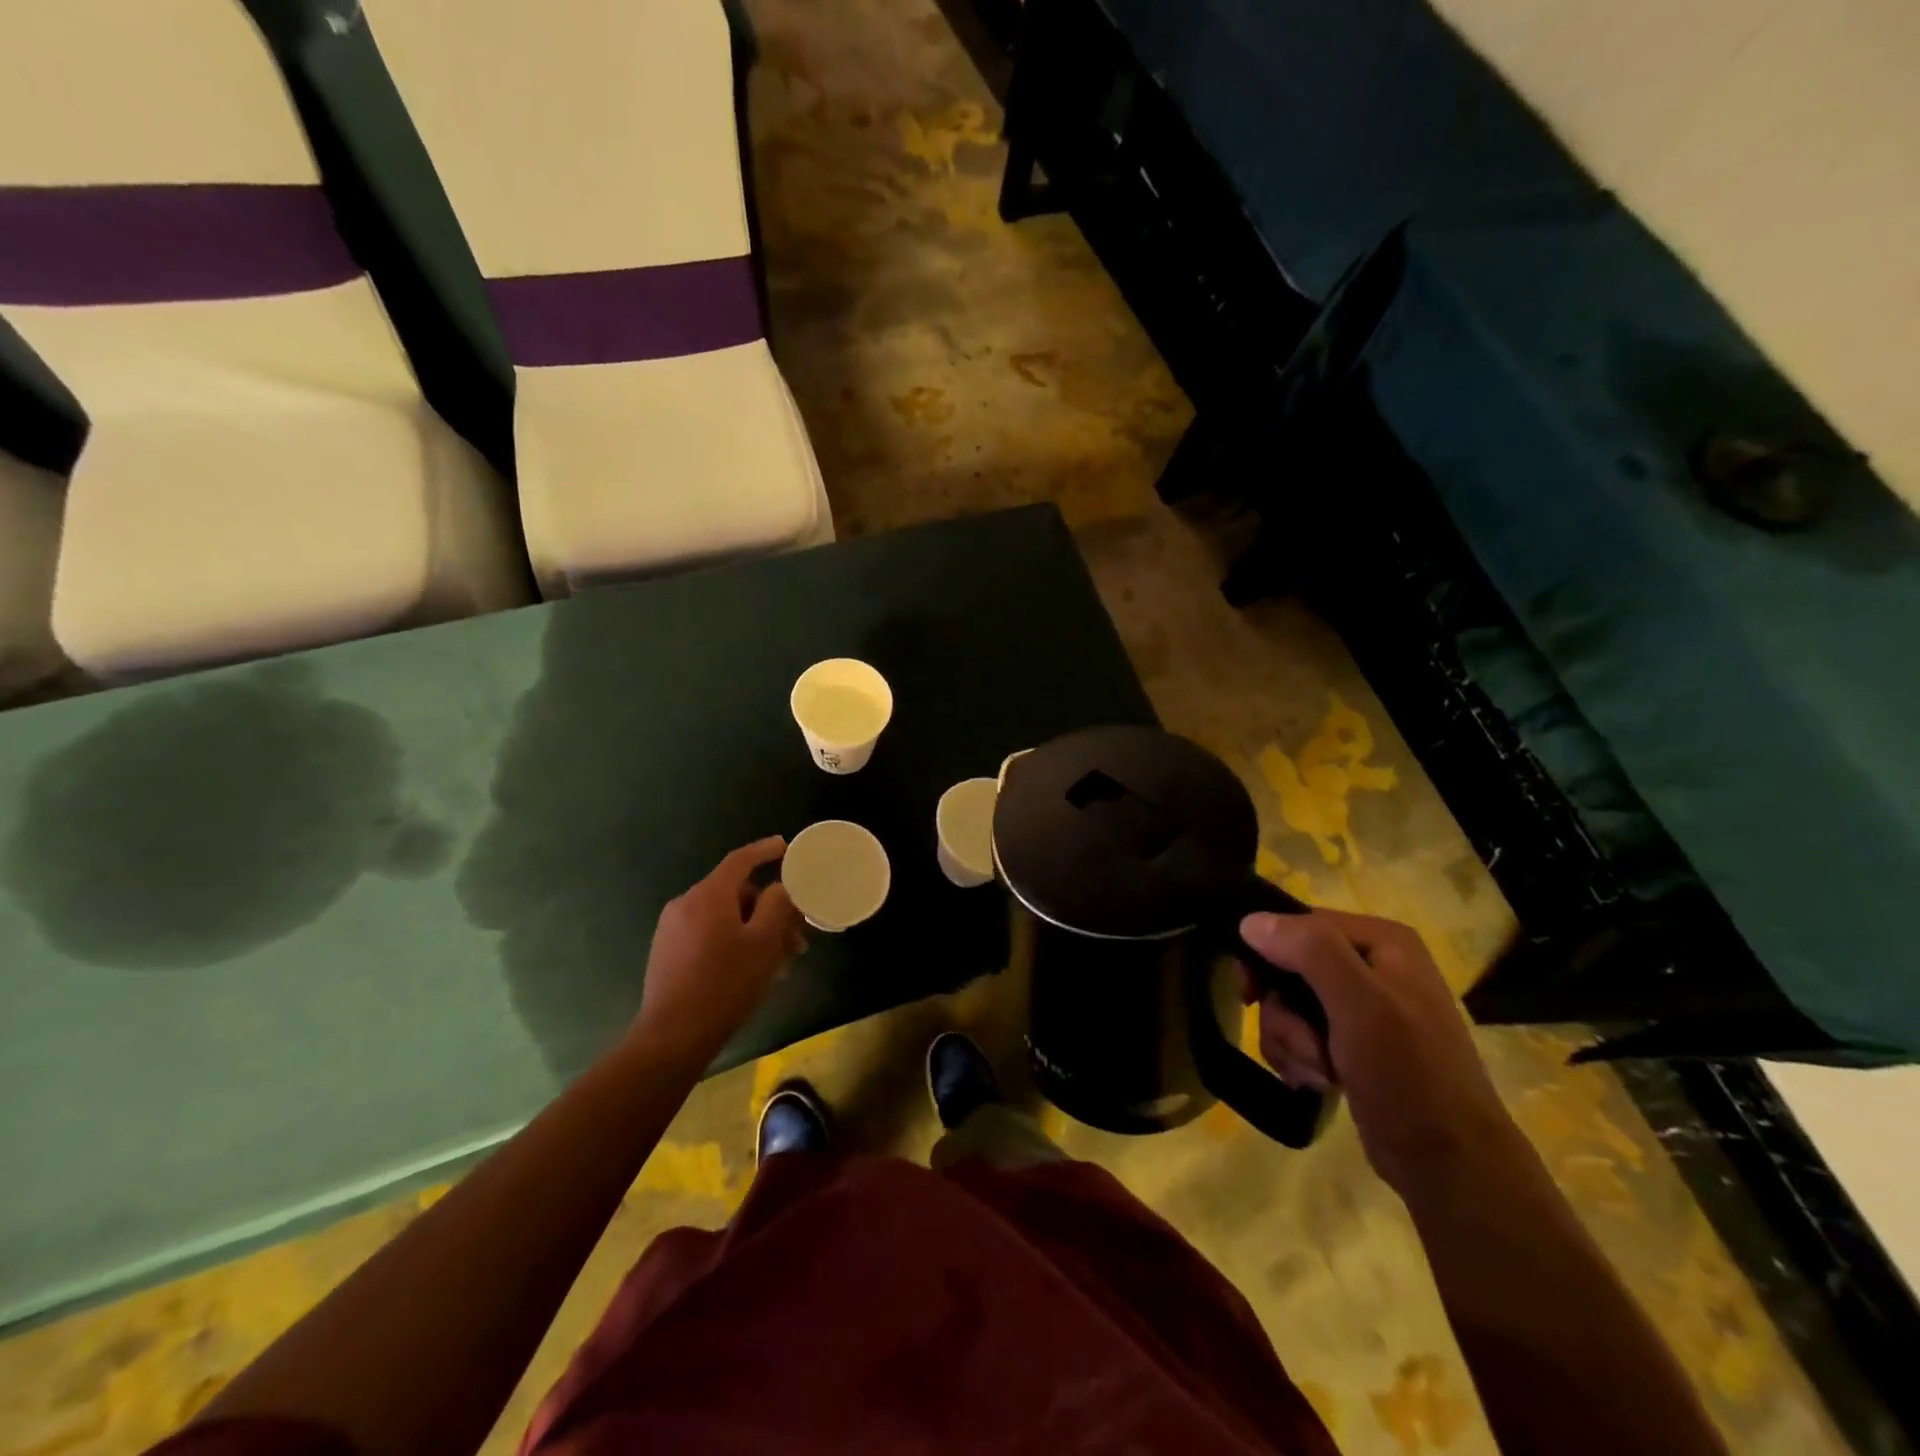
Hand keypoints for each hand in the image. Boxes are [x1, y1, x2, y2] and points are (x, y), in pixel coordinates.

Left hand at [632, 838, 806, 1067]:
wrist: (672, 1036)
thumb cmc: (725, 984)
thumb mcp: (764, 943)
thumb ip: (777, 906)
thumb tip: (780, 887)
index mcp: (708, 895)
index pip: (740, 860)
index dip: (765, 851)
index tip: (785, 846)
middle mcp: (685, 904)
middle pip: (735, 893)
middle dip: (768, 909)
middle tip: (796, 935)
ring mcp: (672, 929)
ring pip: (723, 917)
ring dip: (754, 931)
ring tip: (779, 962)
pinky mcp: (667, 953)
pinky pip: (707, 934)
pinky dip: (733, 942)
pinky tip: (751, 970)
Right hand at [1237, 909, 1518, 1194]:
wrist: (1451, 1167)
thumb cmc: (1410, 1076)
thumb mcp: (1361, 1005)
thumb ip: (1310, 951)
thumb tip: (1250, 921)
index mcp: (1383, 942)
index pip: (1299, 924)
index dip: (1269, 955)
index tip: (1252, 994)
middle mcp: (1373, 965)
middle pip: (1289, 966)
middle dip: (1283, 1010)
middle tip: (1303, 1044)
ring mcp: (1363, 1007)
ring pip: (1288, 1003)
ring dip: (1289, 1039)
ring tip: (1316, 1070)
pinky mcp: (1353, 1044)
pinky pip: (1300, 1032)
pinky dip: (1298, 1057)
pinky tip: (1316, 1081)